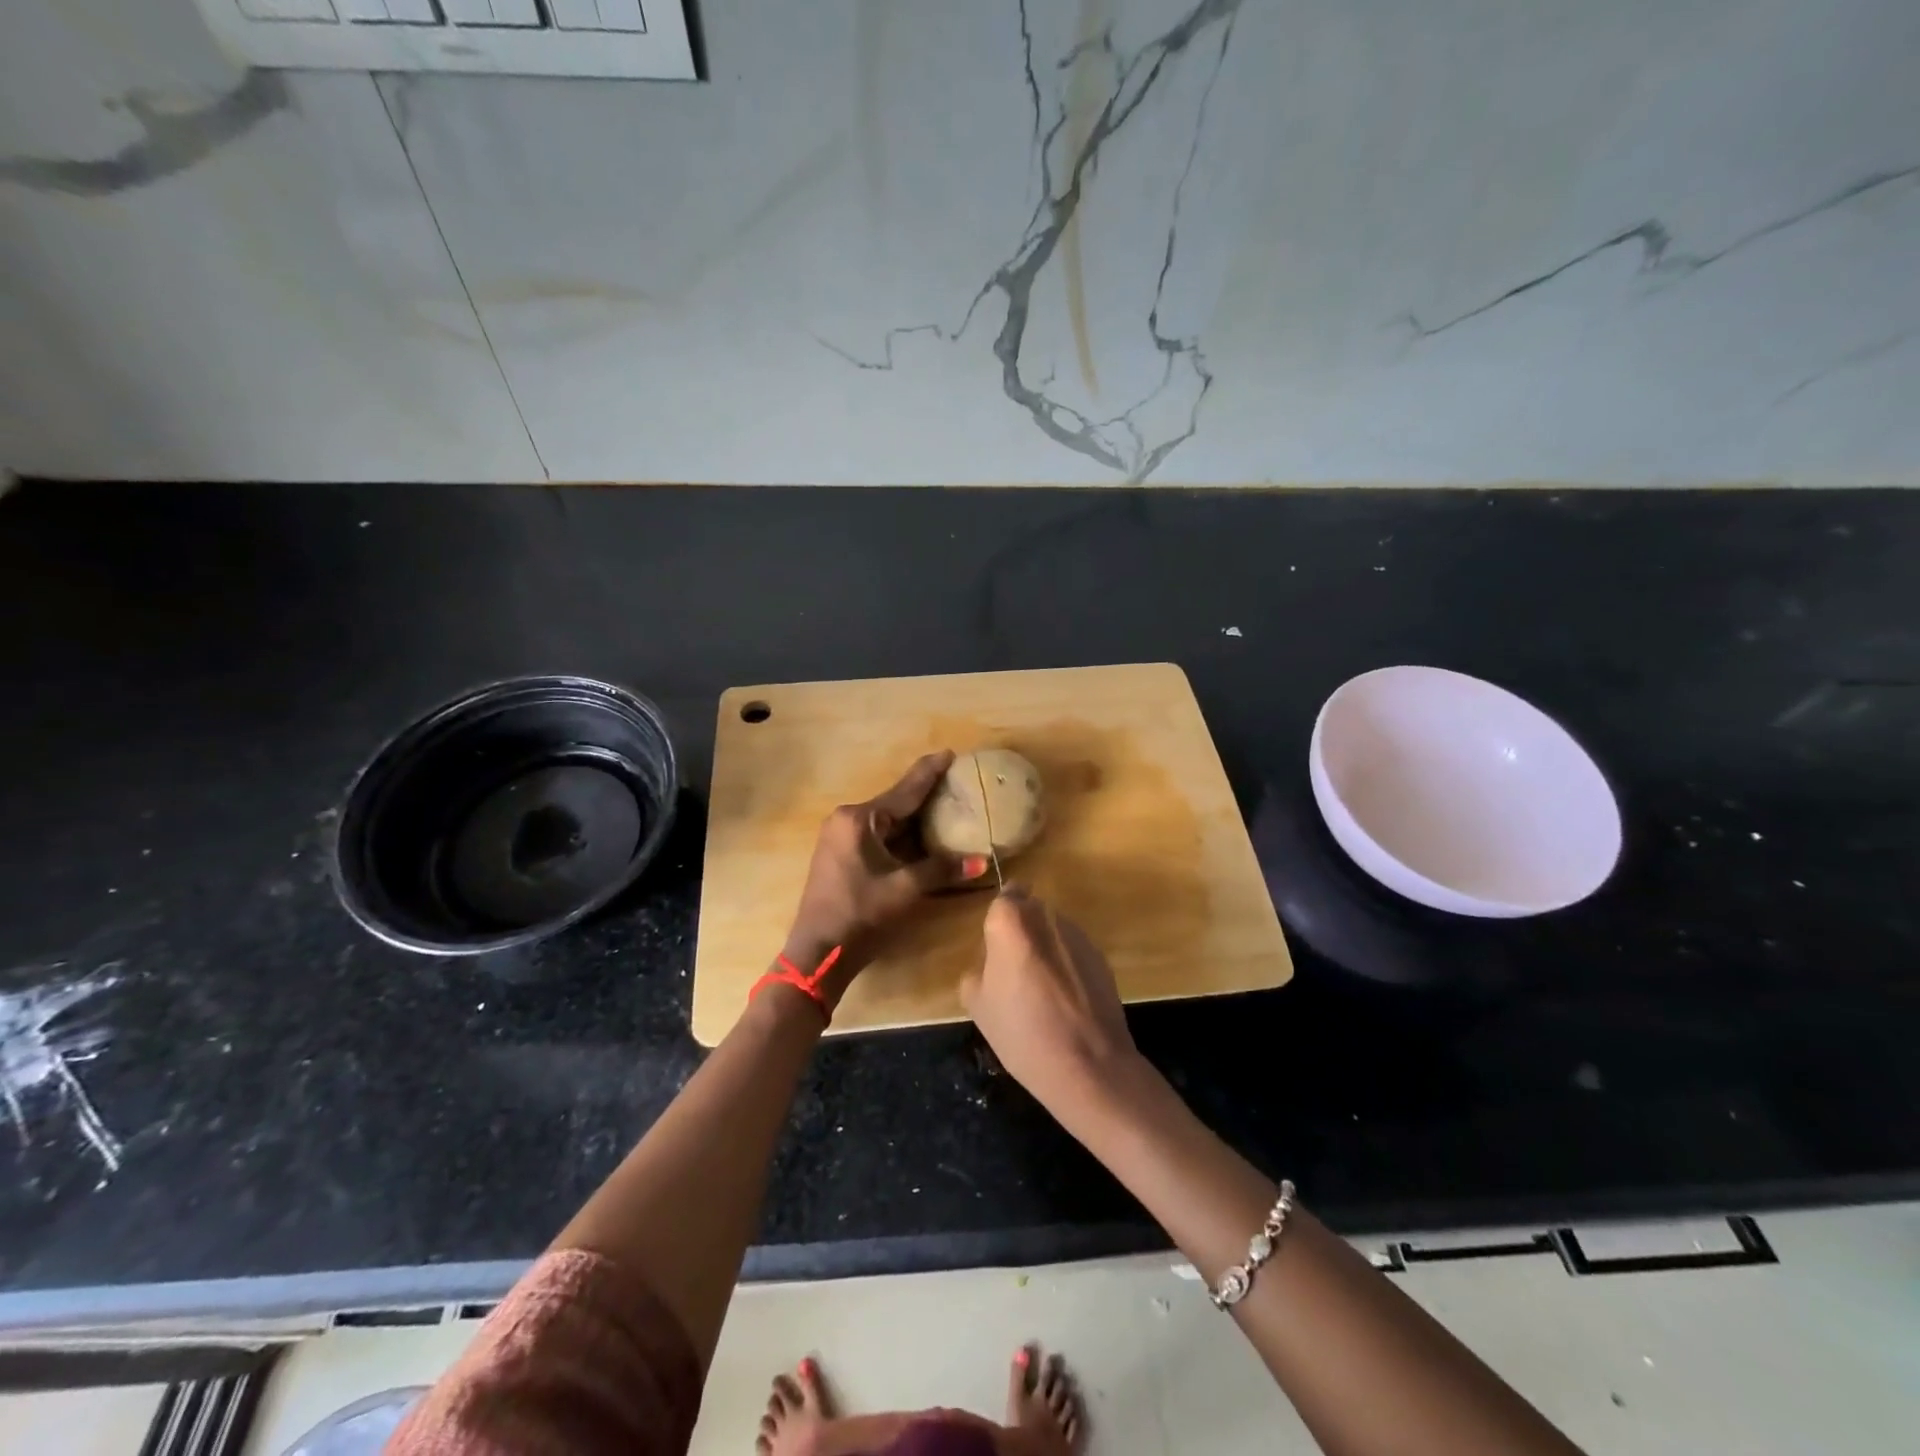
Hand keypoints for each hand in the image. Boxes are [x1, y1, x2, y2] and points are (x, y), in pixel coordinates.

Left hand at [783, 751, 989, 989]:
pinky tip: (923, 836)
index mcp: (858, 820)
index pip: (904, 791)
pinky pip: (879, 837)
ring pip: (887, 822)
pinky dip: (902, 836)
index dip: (930, 772)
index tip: (950, 753)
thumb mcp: (905, 889)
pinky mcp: (842, 856)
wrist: (818, 953)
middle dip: (925, 795)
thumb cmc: (860, 914)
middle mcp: (847, 820)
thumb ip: (942, 869)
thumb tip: (982, 862)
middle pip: (895, 804)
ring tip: (946, 806)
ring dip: (915, 819)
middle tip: (956, 782)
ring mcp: (841, 839)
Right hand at [961, 886, 1141, 1117]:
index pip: (1004, 897)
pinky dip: (1067, 966)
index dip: (999, 920)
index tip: (996, 947)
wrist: (1089, 1065)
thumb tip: (991, 961)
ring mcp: (1079, 935)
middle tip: (1014, 970)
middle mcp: (1047, 917)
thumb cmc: (1022, 1032)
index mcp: (1011, 922)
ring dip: (1045, 948)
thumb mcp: (977, 1004)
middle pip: (1030, 911)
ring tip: (1042, 991)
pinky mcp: (1102, 956)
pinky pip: (1074, 951)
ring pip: (1053, 930)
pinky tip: (1066, 1001)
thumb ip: (978, 968)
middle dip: (1022, 932)